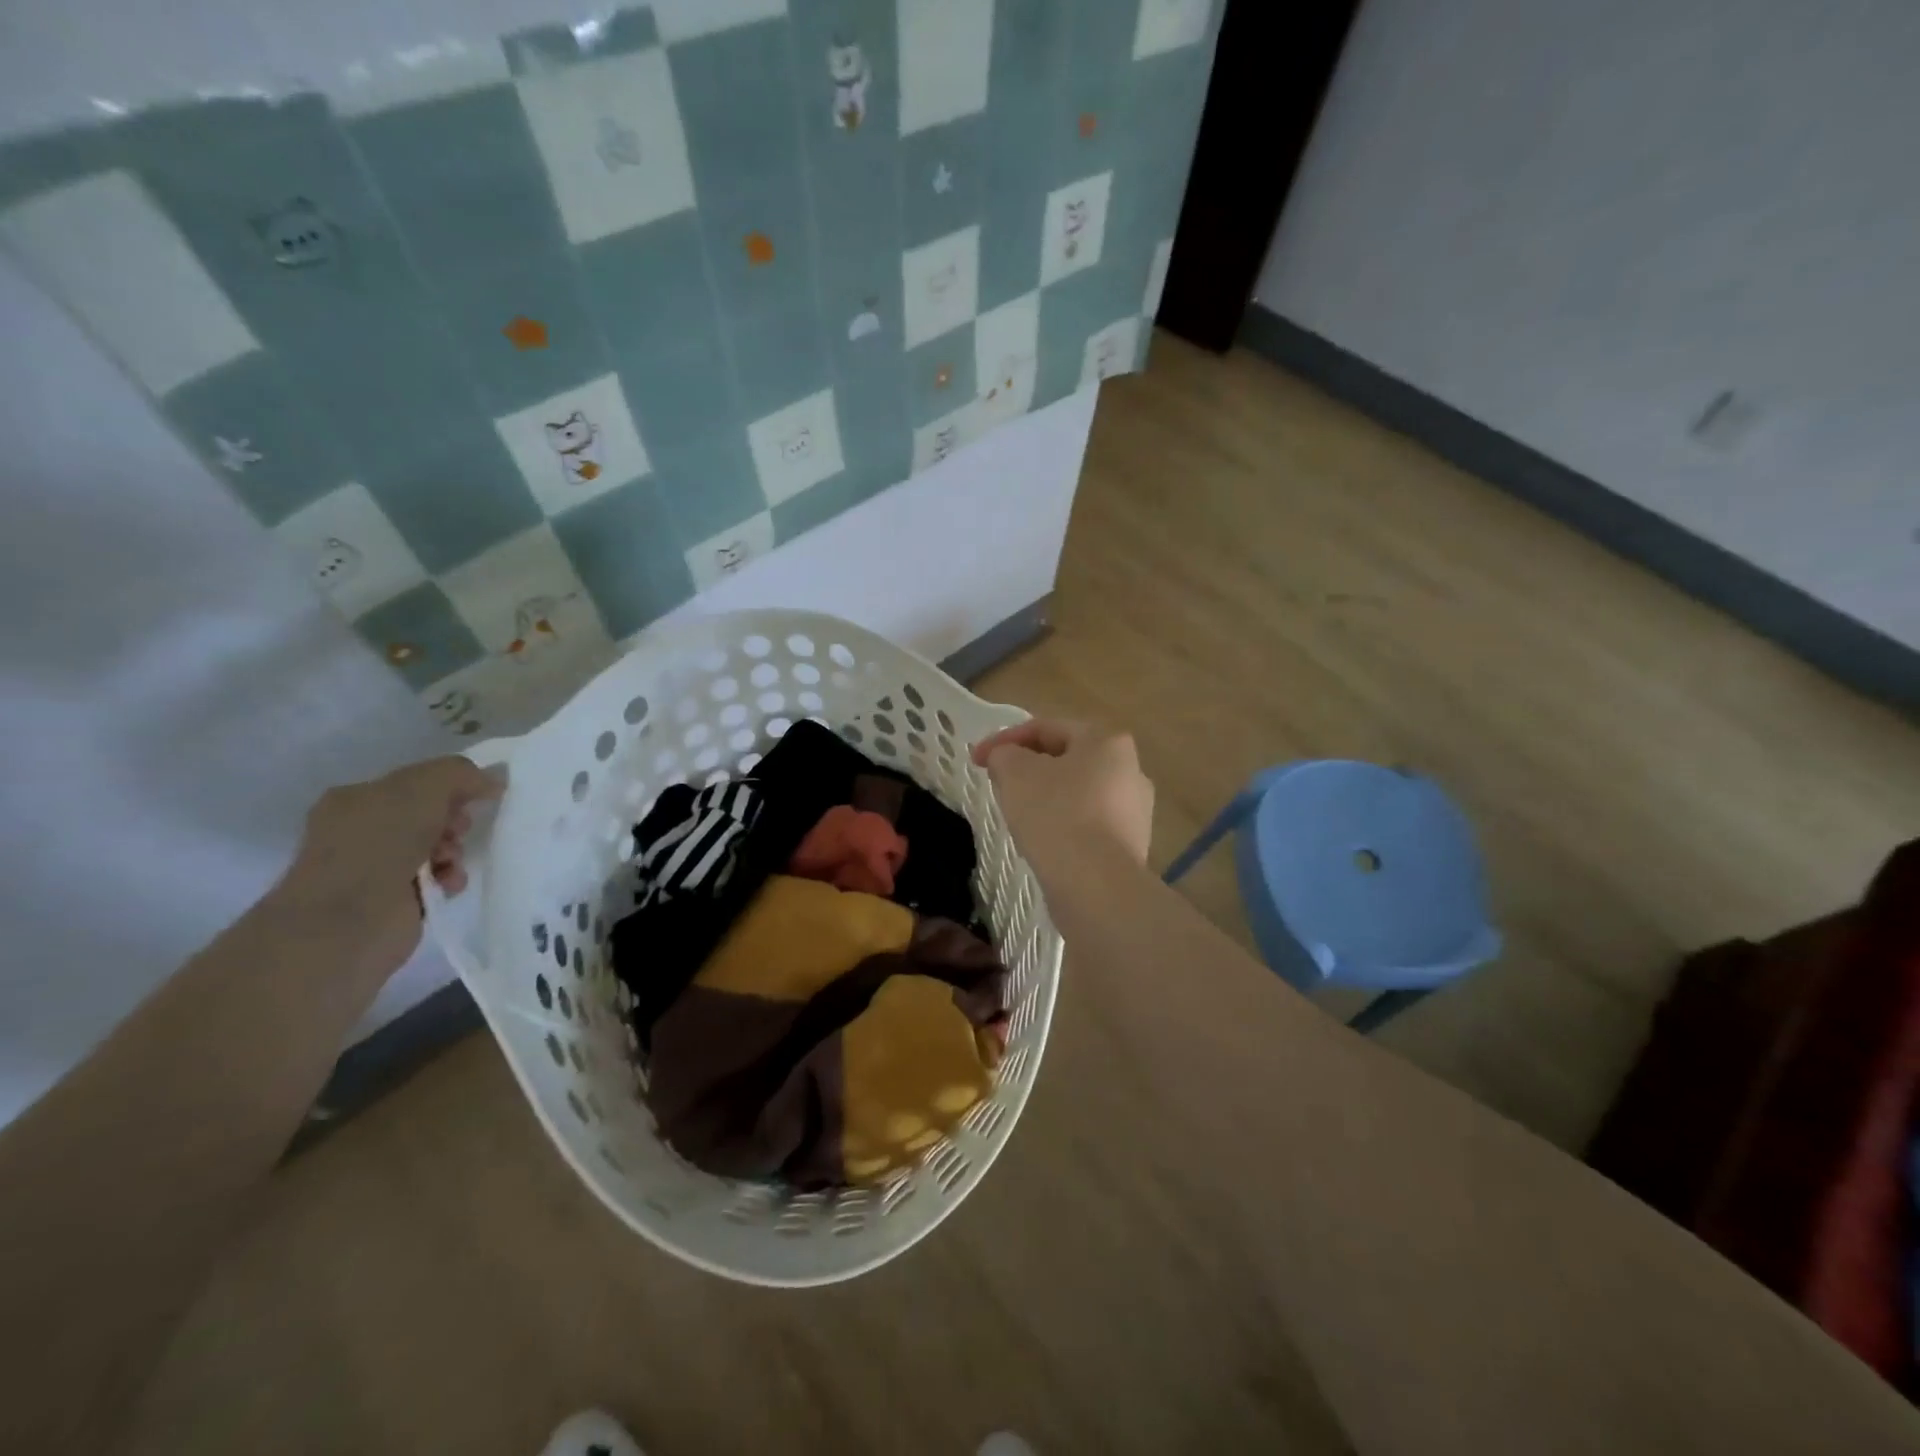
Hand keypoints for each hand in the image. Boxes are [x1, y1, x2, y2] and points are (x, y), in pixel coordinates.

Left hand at [275, 756, 502, 979]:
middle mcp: (360, 830)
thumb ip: (461, 774)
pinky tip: (449, 883)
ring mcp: (374, 867)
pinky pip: (436, 878)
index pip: (416, 783)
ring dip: (455, 850)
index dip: (450, 787)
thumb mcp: (424, 788)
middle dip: (454, 820)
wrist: (348, 922)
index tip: (475, 797)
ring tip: (451, 862)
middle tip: (460, 830)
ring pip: (436, 846)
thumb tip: (494, 778)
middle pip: (429, 814)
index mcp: (355, 798)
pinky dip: (449, 878)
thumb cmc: (379, 844)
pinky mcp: (393, 899)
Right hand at [972, 719, 1154, 869]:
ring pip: (1077, 792)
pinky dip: (1062, 825)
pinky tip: (1043, 842)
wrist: (1097, 886)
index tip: (976, 761)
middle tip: (998, 784)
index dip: (1004, 739)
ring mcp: (1135, 810)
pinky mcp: (1130, 845)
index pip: (1046, 728)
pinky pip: (1087, 823)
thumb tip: (1007, 759)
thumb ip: (1004, 755)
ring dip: (1045, 797)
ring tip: (1018, 815)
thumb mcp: (1015, 773)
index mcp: (1106, 741)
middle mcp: (1130, 769)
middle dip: (1028, 767)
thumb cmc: (1056, 816)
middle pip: (1065, 759)